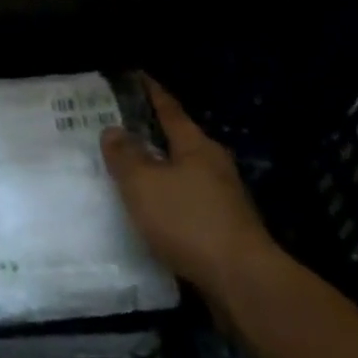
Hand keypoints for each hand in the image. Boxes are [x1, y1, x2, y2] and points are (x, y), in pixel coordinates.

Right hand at [102, 74, 280, 311]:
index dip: (151, 92)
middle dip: (151, 134)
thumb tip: (114, 130)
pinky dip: (167, 200)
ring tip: (128, 172)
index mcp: (196, 146)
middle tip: (119, 129)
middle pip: (178, 141)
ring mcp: (223, 198)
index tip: (136, 75)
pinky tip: (150, 212)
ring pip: (182, 174)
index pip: (169, 109)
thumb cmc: (188, 221)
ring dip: (158, 170)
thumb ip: (125, 155)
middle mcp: (214, 165)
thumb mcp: (143, 183)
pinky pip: (187, 203)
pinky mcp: (224, 229)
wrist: (242, 282)